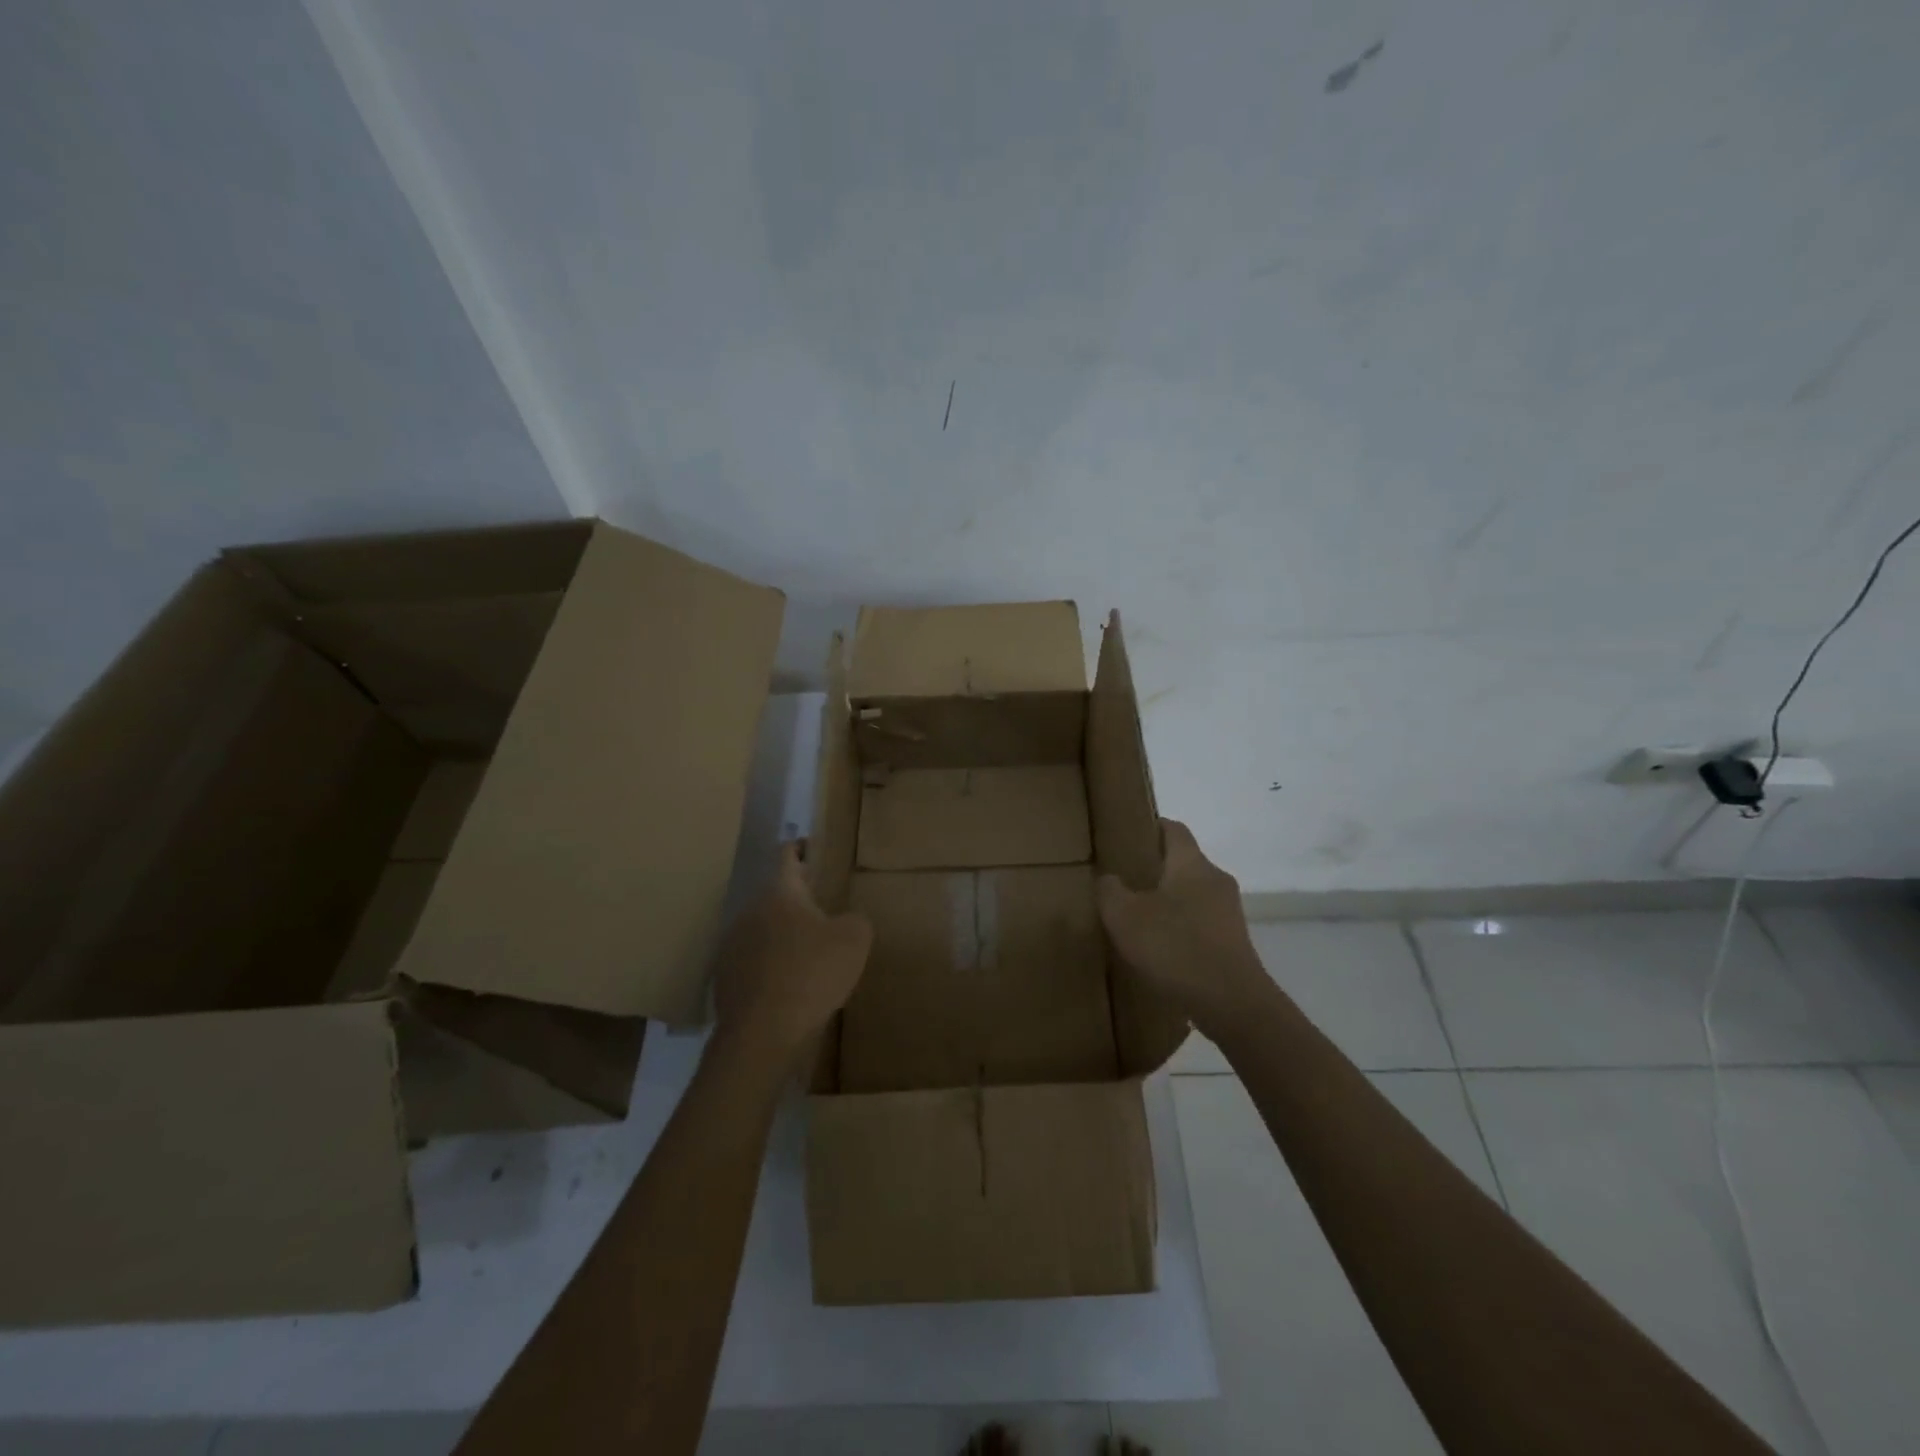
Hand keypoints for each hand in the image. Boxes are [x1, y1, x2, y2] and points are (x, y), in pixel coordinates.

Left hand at [712, 841, 872, 1063]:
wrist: (762, 1034)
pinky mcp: (724, 977)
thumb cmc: (812, 974)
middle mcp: (750, 910)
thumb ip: (855, 920)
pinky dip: (771, 964)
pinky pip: (754, 960)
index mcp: (780, 892)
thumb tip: (845, 922)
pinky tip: (789, 984)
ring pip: (763, 928)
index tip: (812, 848)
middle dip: (798, 900)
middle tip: (823, 909)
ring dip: (783, 934)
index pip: (788, 856)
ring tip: (808, 952)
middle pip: (775, 895)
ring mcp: (732, 944)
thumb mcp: (855, 940)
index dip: (801, 848)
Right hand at [1097, 819, 1268, 1037]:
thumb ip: (1110, 891)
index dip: (1150, 827)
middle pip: (1183, 862)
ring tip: (1137, 920)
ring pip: (1192, 895)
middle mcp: (1216, 879)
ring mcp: (1229, 913)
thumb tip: (1109, 879)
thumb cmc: (1175, 947)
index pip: (1173, 828)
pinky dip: (1180, 929)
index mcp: (1191, 863)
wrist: (1231, 1004)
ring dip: (1167, 902)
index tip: (1125, 837)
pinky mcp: (1233, 943)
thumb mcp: (1124, 916)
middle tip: (1122, 882)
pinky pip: (1200, 924)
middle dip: (1154, 869)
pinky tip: (1160, 950)